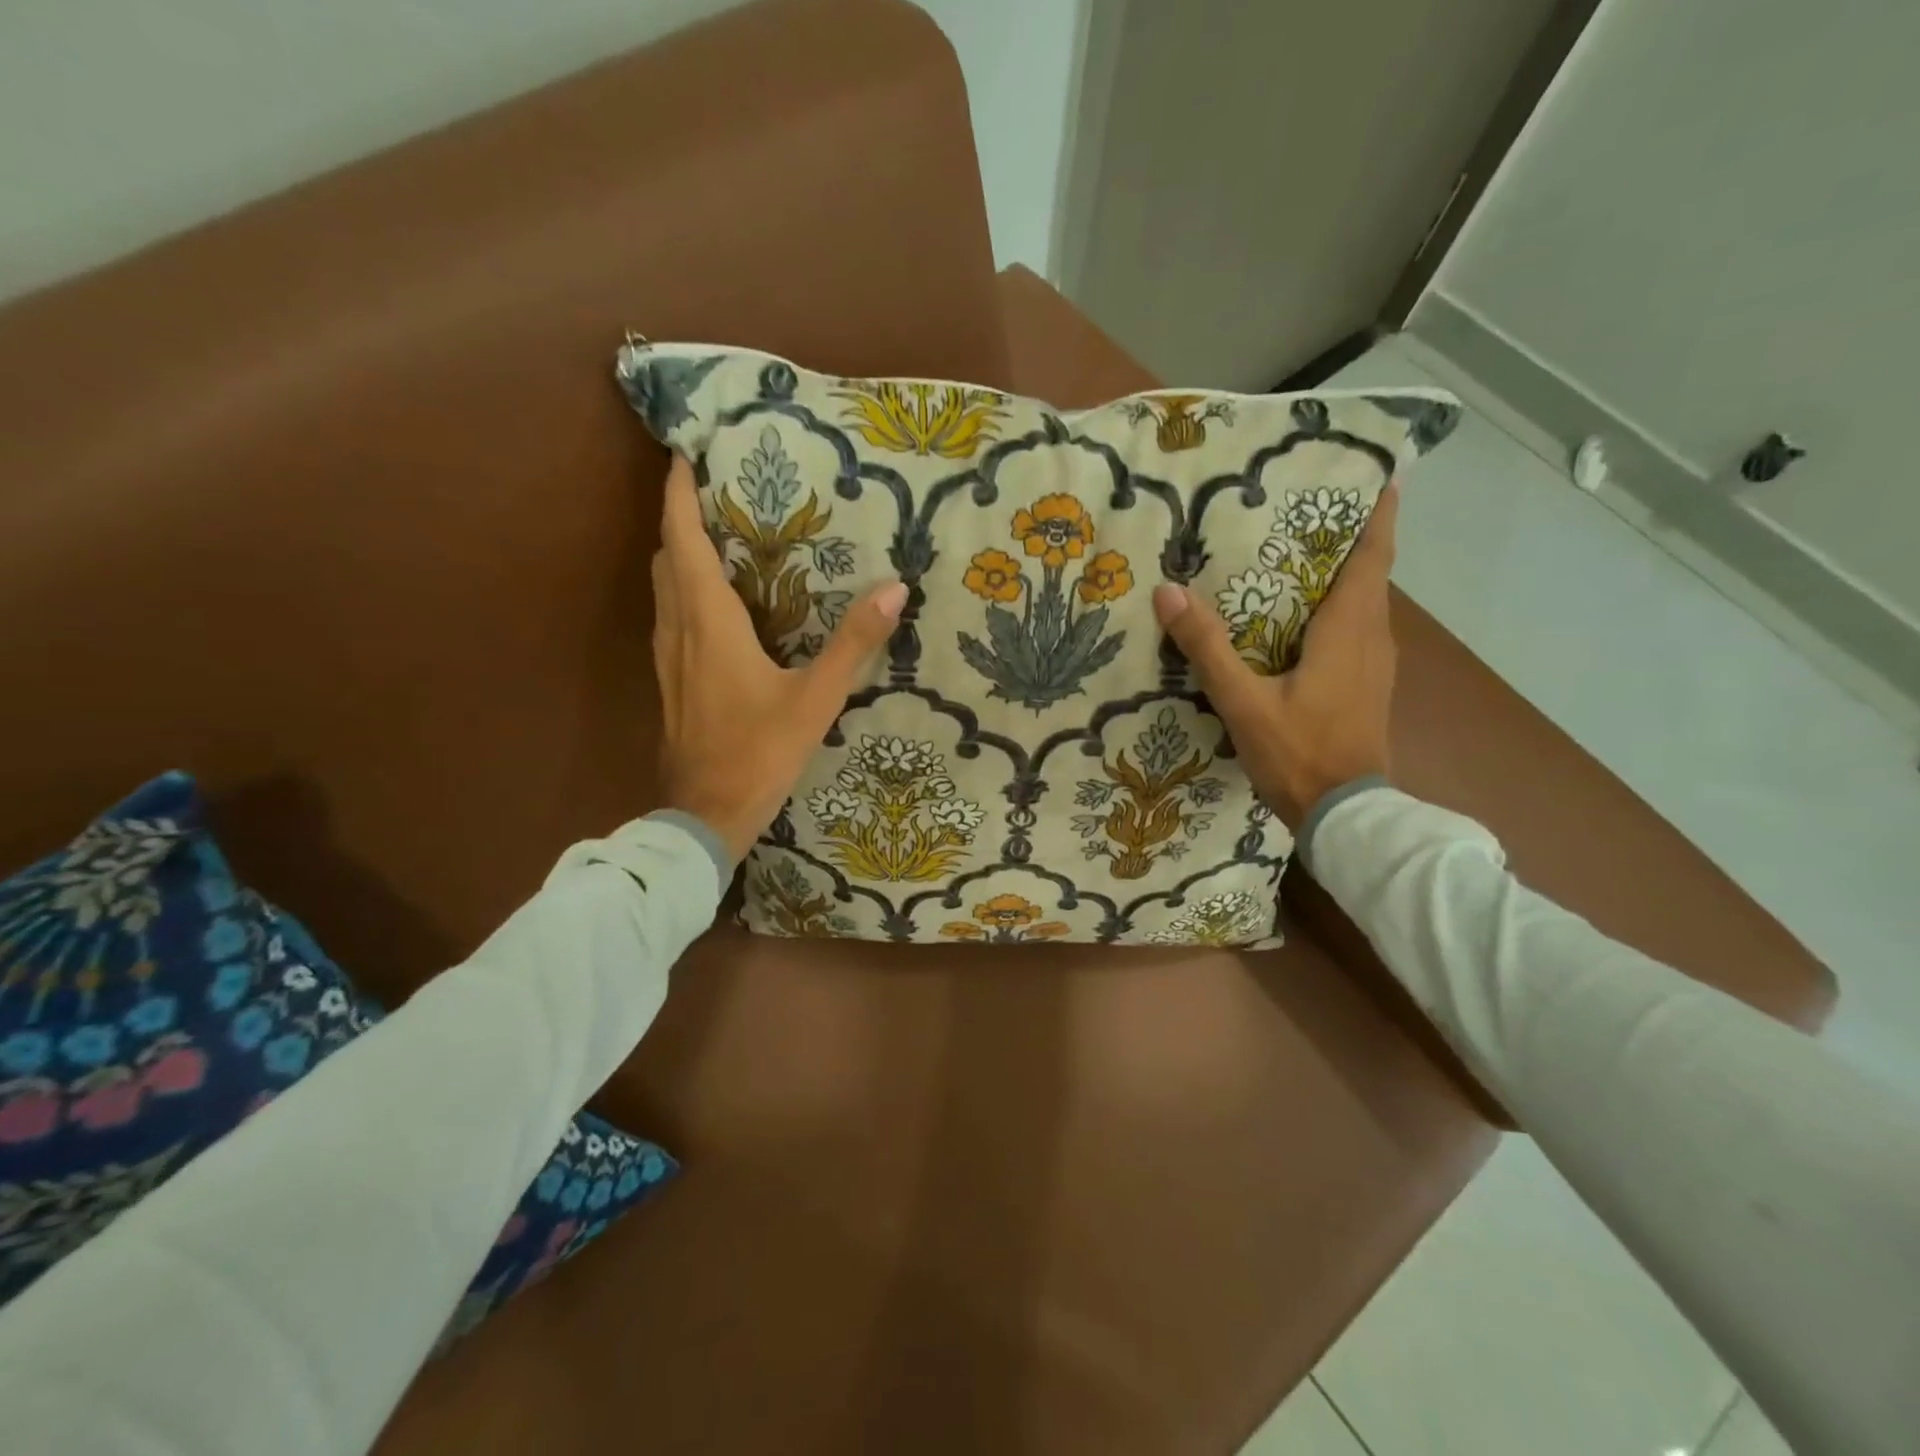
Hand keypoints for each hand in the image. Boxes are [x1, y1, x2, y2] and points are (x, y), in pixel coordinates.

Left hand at [652, 454, 906, 862]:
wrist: (704, 816)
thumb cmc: (758, 753)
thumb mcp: (815, 698)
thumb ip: (853, 643)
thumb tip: (894, 588)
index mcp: (707, 621)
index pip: (682, 538)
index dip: (679, 494)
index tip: (685, 454)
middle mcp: (678, 630)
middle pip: (667, 557)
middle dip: (681, 518)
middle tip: (715, 494)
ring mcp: (667, 659)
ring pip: (663, 589)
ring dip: (680, 555)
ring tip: (717, 539)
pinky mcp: (670, 683)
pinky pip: (670, 619)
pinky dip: (684, 593)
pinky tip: (715, 608)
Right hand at [1151, 482, 1400, 829]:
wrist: (1345, 817)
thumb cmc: (1299, 753)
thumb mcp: (1243, 701)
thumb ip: (1208, 647)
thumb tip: (1167, 592)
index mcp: (1350, 630)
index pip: (1372, 556)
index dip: (1378, 514)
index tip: (1377, 476)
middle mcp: (1373, 637)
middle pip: (1369, 574)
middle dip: (1348, 538)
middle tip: (1305, 511)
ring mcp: (1376, 665)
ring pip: (1364, 603)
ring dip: (1342, 575)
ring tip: (1297, 557)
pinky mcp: (1368, 687)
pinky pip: (1357, 630)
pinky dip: (1337, 610)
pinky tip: (1300, 621)